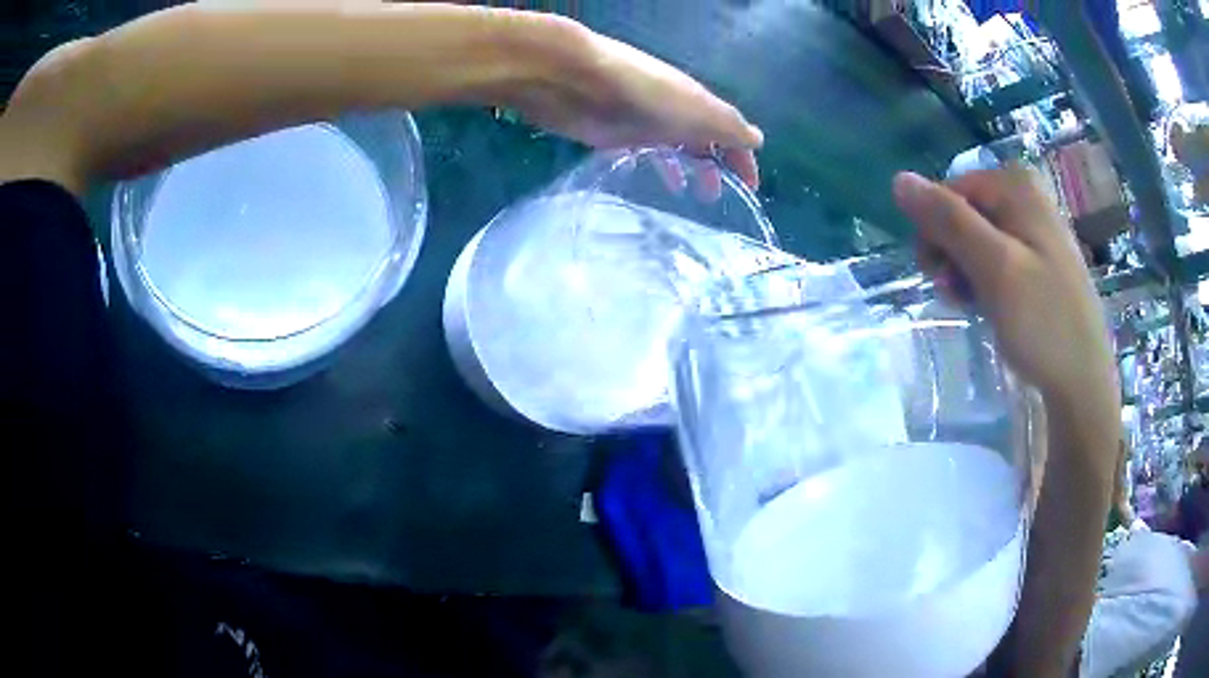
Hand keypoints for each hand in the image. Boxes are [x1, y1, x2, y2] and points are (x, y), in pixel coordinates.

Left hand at [498, 17, 762, 189]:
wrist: (575, 80)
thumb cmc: (643, 93)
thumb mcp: (697, 110)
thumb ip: (728, 127)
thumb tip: (758, 140)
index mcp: (697, 104)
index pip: (729, 132)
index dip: (742, 159)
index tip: (750, 190)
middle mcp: (673, 111)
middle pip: (699, 139)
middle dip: (712, 166)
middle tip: (712, 198)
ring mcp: (641, 121)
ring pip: (669, 146)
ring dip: (681, 167)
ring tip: (684, 195)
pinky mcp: (611, 133)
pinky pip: (637, 151)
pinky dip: (647, 164)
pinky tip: (645, 180)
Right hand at [892, 166, 1115, 405]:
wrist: (1084, 383)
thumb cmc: (1044, 324)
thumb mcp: (995, 268)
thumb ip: (948, 221)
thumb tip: (899, 180)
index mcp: (1018, 188)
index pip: (950, 190)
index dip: (935, 229)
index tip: (936, 273)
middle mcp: (1028, 198)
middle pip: (965, 212)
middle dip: (950, 251)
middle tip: (953, 292)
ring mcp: (1037, 231)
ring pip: (979, 238)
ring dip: (964, 270)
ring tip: (970, 305)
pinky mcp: (1041, 262)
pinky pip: (999, 259)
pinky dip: (984, 281)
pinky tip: (987, 307)